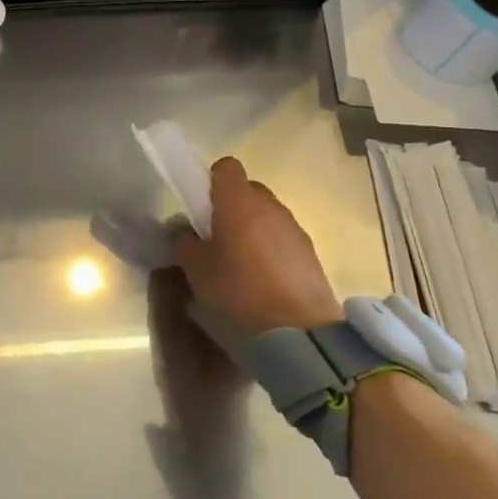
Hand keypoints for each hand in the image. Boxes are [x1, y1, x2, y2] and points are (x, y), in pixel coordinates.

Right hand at [173, 158, 341, 333]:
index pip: (226, 167)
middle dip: (232, 207)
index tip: (202, 207)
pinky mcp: (311, 254)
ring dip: (253, 230)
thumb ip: (186, 243)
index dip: (212, 181)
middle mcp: (269, 206)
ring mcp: (294, 228)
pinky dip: (272, 251)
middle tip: (217, 238)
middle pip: (248, 191)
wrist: (298, 331)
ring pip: (267, 216)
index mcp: (238, 201)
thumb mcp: (195, 269)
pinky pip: (284, 240)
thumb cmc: (238, 290)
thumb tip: (189, 234)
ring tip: (241, 265)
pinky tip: (263, 281)